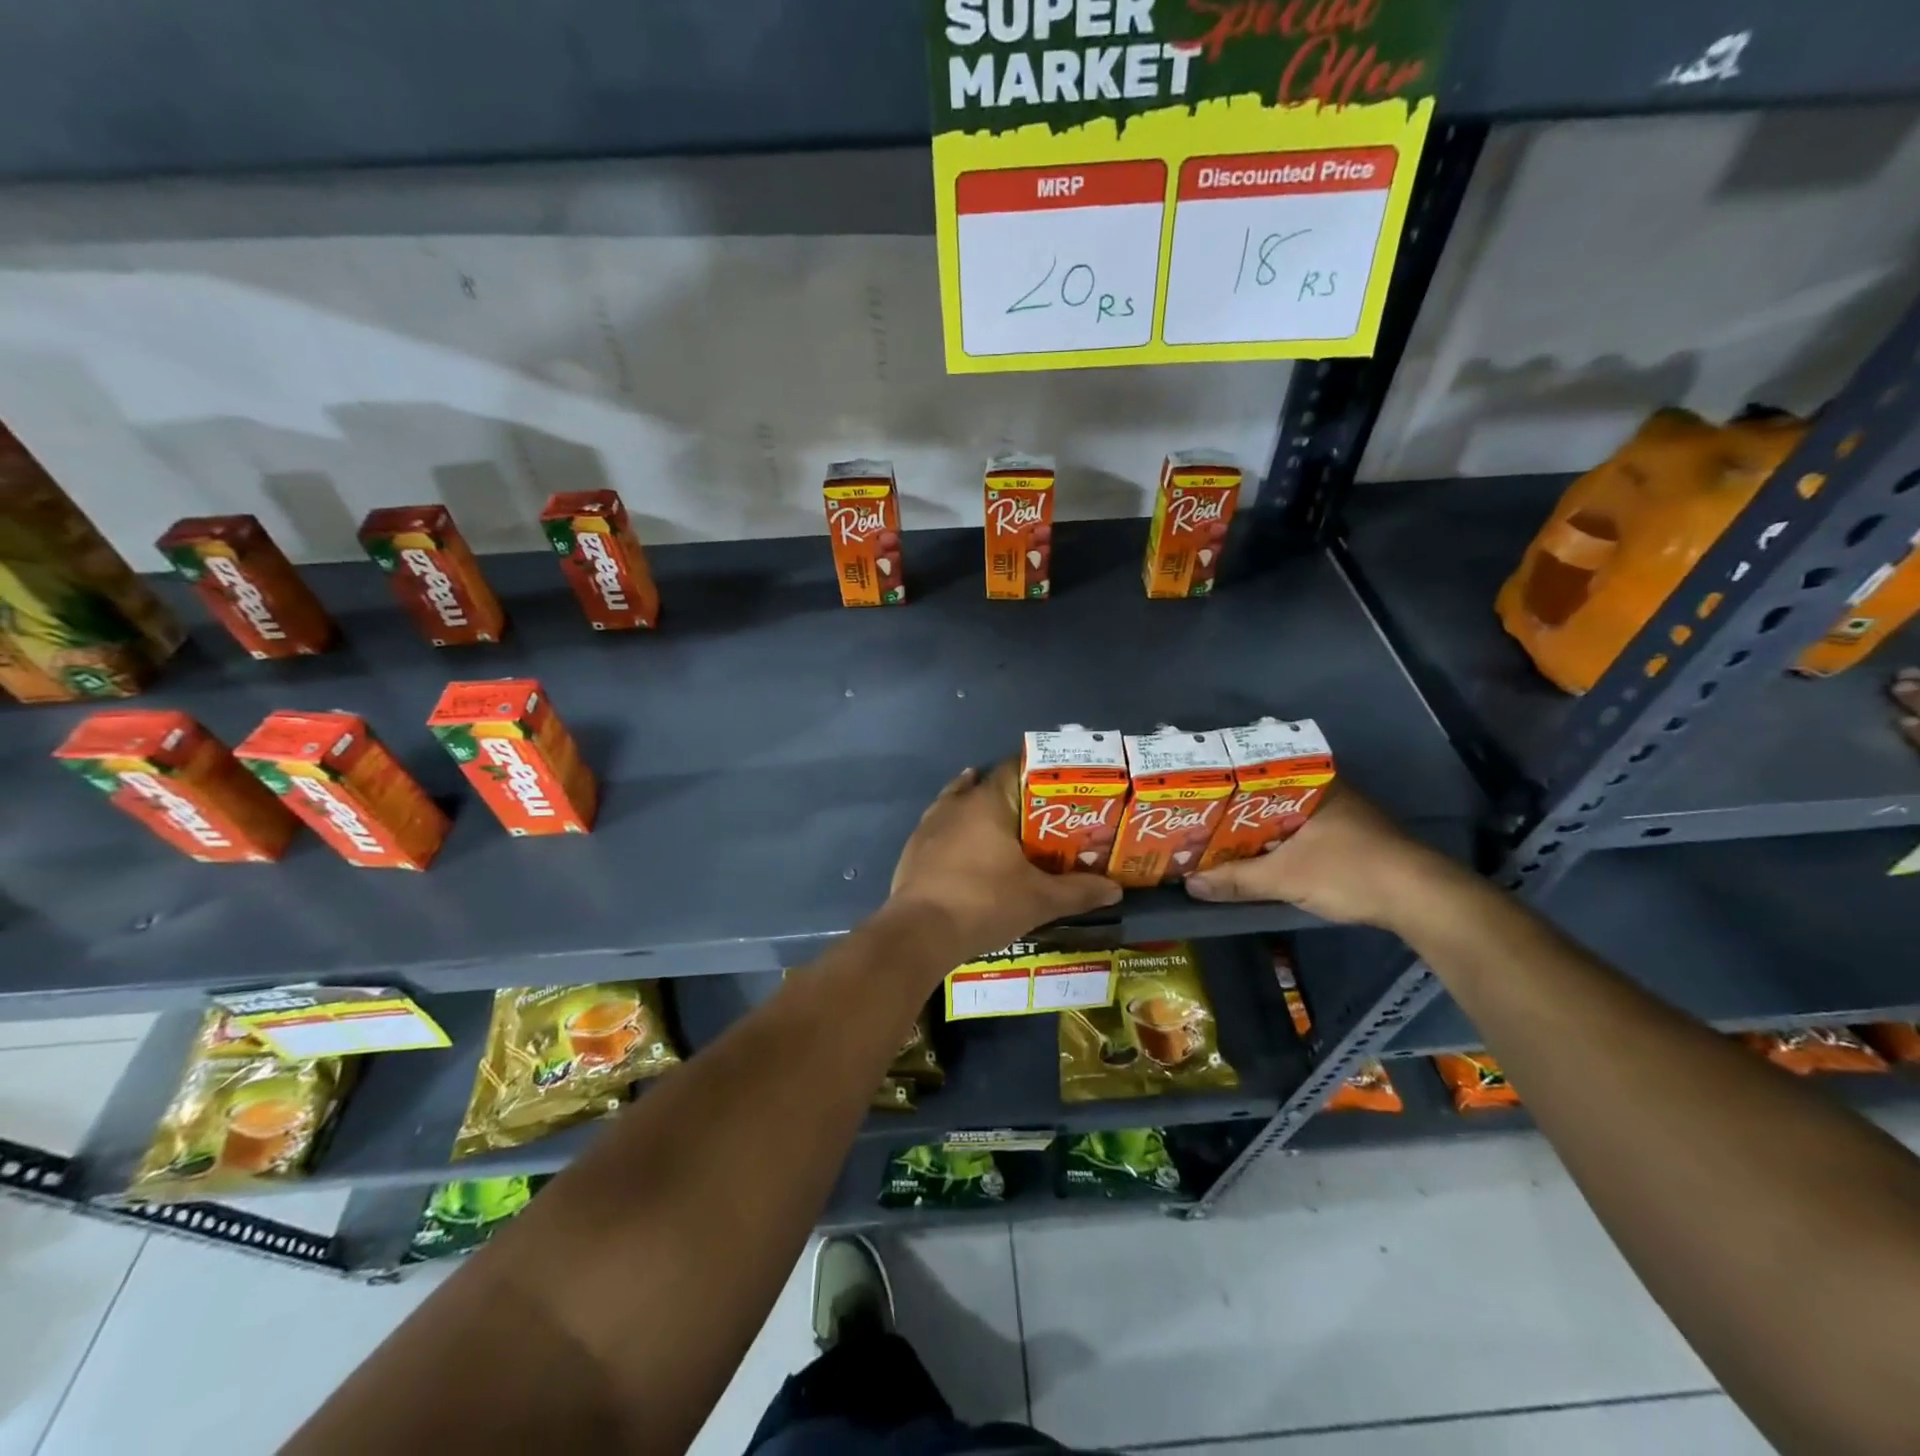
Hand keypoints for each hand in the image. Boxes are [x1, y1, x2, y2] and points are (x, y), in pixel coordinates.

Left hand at [888, 762, 1120, 960]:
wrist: (920, 933)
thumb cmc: (984, 903)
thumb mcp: (1039, 900)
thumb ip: (1078, 891)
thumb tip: (1115, 889)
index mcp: (987, 802)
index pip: (1015, 768)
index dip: (1039, 773)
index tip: (1060, 787)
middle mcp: (956, 804)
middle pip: (987, 785)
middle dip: (1012, 795)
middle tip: (1040, 813)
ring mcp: (929, 825)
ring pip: (959, 803)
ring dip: (980, 809)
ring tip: (1005, 824)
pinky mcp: (913, 849)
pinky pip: (941, 828)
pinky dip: (958, 832)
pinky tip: (968, 848)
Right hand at [1183, 784, 1457, 928]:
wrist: (1421, 899)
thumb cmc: (1349, 871)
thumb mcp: (1284, 877)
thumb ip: (1236, 879)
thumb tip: (1189, 884)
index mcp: (1312, 783)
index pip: (1256, 772)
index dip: (1224, 786)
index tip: (1196, 797)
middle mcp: (1328, 790)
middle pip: (1268, 796)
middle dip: (1236, 812)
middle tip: (1199, 822)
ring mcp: (1343, 814)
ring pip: (1287, 816)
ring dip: (1258, 831)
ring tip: (1220, 840)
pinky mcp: (1353, 839)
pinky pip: (1302, 833)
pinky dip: (1280, 843)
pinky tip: (1260, 857)